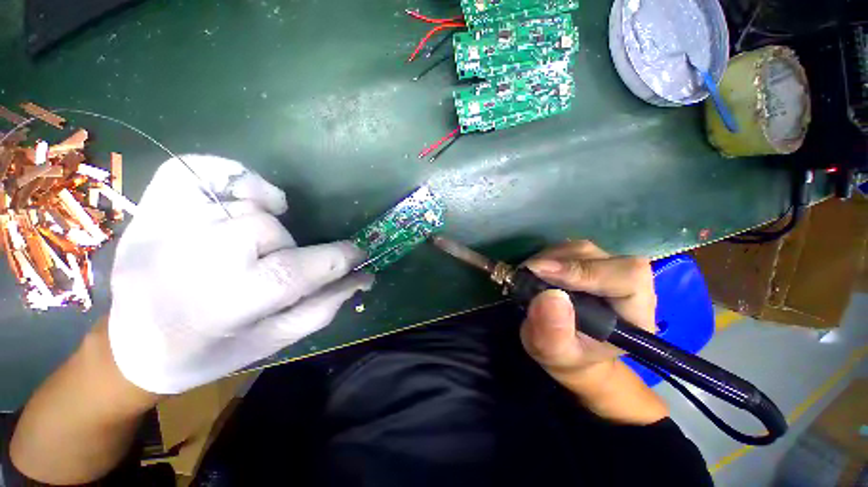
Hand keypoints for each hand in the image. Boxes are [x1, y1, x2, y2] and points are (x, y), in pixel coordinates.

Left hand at [108, 155, 371, 393]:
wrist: (131, 342)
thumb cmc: (208, 352)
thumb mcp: (273, 341)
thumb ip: (323, 306)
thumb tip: (362, 277)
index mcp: (222, 305)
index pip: (297, 270)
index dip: (339, 258)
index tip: (357, 254)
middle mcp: (189, 259)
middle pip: (270, 231)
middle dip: (289, 248)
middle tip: (277, 266)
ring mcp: (164, 224)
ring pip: (246, 206)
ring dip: (264, 224)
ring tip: (253, 244)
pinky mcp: (152, 204)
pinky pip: (200, 168)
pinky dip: (233, 176)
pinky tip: (242, 199)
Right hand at [521, 240, 656, 395]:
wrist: (566, 346)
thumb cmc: (566, 355)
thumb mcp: (555, 354)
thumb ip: (554, 334)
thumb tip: (549, 296)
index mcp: (634, 313)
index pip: (626, 276)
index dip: (585, 270)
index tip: (543, 272)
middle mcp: (627, 284)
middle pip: (598, 256)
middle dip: (559, 262)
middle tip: (528, 272)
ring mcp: (606, 268)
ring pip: (580, 249)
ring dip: (549, 257)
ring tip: (529, 274)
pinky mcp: (587, 261)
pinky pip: (567, 249)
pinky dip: (546, 256)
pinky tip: (535, 271)